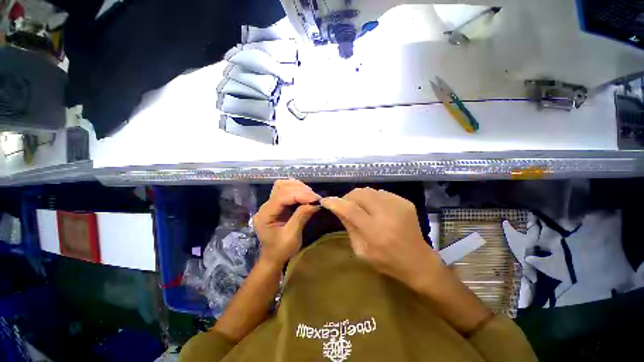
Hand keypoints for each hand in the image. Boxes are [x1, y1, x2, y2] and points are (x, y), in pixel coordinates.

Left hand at [253, 179, 319, 265]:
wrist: (273, 257)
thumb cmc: (281, 250)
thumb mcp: (292, 236)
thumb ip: (301, 217)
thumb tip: (315, 203)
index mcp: (265, 215)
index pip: (281, 197)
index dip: (299, 195)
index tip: (315, 199)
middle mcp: (266, 206)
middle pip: (282, 187)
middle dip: (300, 190)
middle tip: (315, 198)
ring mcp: (270, 203)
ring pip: (283, 185)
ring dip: (299, 188)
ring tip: (311, 196)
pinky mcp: (277, 203)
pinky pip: (286, 190)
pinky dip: (298, 189)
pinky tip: (306, 195)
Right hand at [321, 188, 443, 289]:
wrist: (418, 261)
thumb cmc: (387, 261)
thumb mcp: (361, 250)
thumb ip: (349, 227)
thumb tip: (337, 208)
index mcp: (375, 232)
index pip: (350, 209)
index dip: (334, 202)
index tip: (325, 201)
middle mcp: (387, 214)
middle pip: (360, 194)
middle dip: (347, 197)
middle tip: (344, 205)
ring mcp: (398, 205)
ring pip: (369, 190)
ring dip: (359, 197)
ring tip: (359, 207)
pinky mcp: (404, 202)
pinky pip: (380, 193)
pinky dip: (372, 198)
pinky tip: (374, 208)